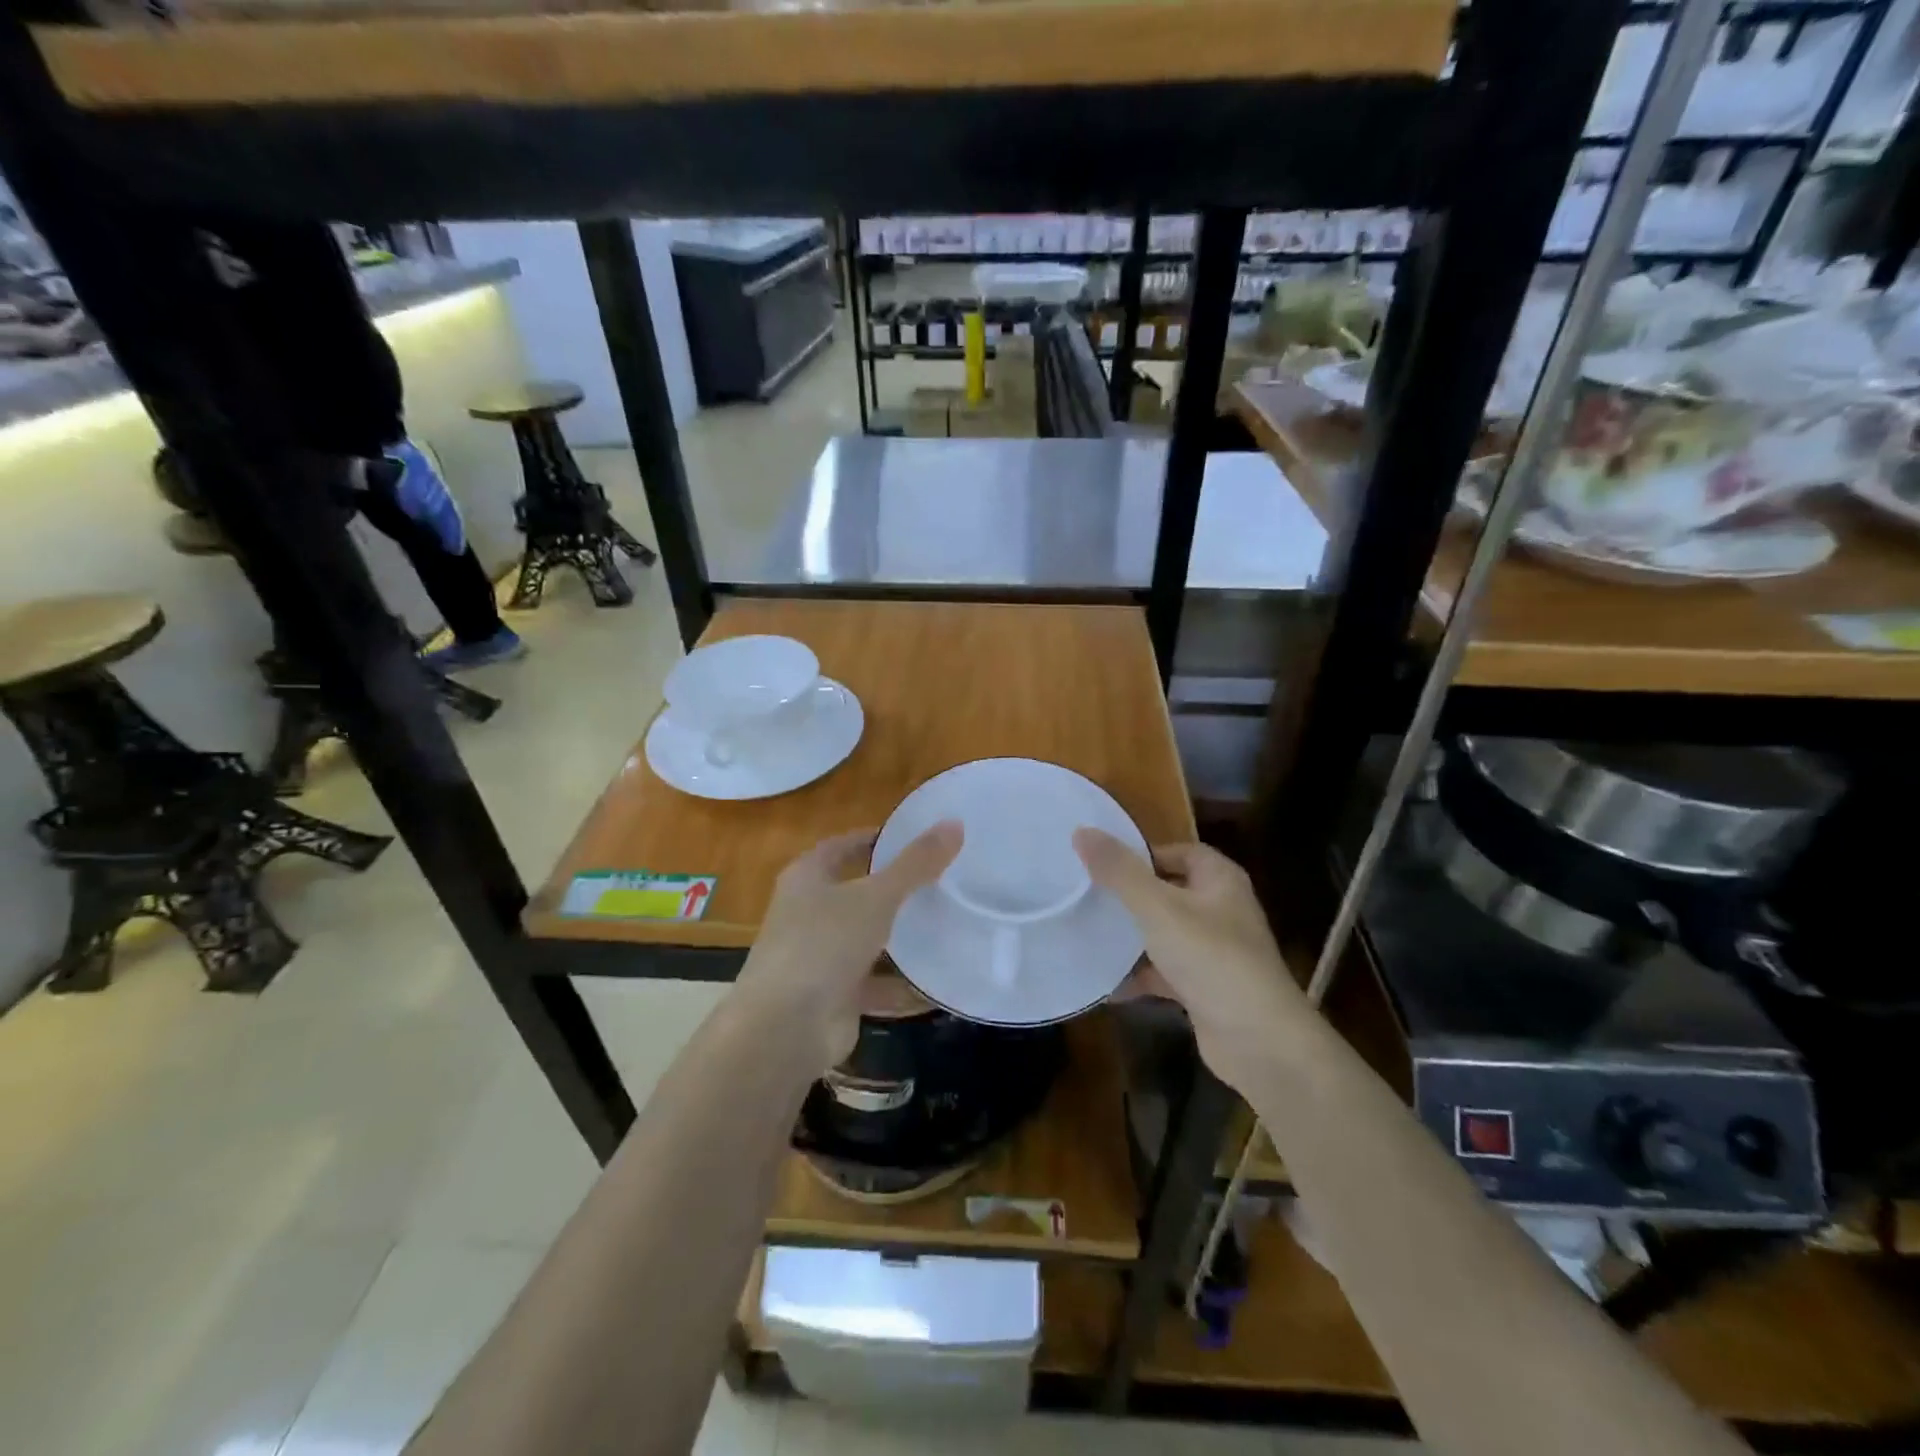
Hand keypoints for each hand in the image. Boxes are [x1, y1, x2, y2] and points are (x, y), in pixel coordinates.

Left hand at [735, 822, 961, 1072]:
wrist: (786, 1028)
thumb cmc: (824, 943)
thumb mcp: (876, 897)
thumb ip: (916, 863)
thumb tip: (954, 823)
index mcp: (807, 878)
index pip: (842, 847)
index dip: (874, 839)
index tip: (913, 838)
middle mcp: (807, 914)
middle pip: (856, 893)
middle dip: (893, 890)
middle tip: (941, 880)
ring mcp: (818, 957)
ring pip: (866, 940)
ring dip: (899, 938)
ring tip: (946, 925)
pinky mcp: (833, 997)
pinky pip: (875, 984)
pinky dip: (902, 985)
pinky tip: (938, 983)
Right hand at [1075, 830, 1313, 1092]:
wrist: (1259, 1041)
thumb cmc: (1211, 959)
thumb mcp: (1158, 908)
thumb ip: (1120, 871)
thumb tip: (1082, 831)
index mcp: (1219, 880)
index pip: (1179, 851)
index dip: (1144, 853)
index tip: (1103, 862)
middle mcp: (1221, 910)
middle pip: (1168, 892)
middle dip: (1130, 896)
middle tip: (1087, 895)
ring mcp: (1214, 951)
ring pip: (1164, 933)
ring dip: (1131, 937)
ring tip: (1087, 933)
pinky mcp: (1205, 988)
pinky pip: (1165, 972)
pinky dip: (1139, 976)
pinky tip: (1105, 983)